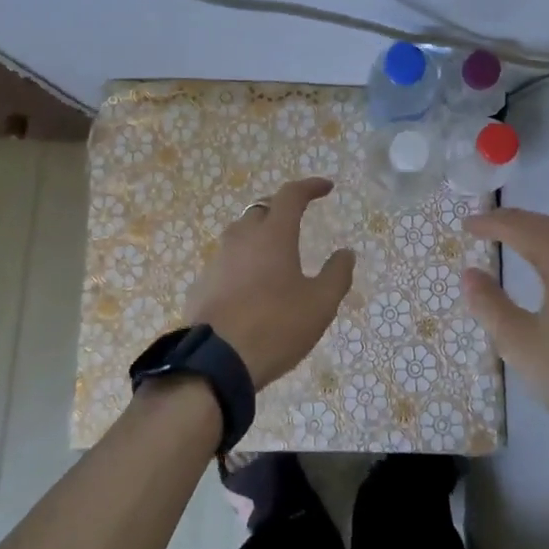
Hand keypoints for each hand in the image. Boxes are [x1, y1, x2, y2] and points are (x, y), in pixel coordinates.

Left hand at [185, 177, 355, 389]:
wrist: (215, 362)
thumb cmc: (275, 327)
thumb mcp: (320, 305)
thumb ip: (337, 275)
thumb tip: (346, 253)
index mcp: (273, 234)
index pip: (291, 195)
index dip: (310, 187)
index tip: (326, 187)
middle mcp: (242, 237)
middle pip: (262, 208)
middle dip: (282, 207)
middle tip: (298, 217)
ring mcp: (218, 259)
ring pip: (240, 233)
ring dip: (259, 234)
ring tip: (275, 252)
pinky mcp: (202, 283)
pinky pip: (227, 261)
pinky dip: (242, 262)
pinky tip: (250, 285)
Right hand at [462, 208, 548, 452]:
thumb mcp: (521, 345)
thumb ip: (490, 305)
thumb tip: (468, 273)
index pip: (520, 227)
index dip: (491, 223)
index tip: (466, 225)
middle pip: (547, 225)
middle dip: (515, 222)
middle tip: (486, 226)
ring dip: (540, 232)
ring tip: (517, 240)